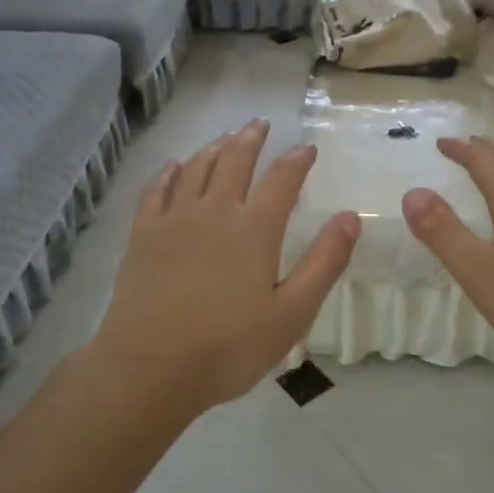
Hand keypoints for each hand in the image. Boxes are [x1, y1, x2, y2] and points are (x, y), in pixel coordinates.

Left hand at [90, 119, 359, 411]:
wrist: (149, 368)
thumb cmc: (228, 347)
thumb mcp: (292, 313)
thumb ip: (324, 262)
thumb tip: (350, 218)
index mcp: (254, 229)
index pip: (282, 179)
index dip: (297, 159)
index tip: (307, 147)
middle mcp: (214, 211)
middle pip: (235, 161)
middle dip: (251, 139)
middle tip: (260, 124)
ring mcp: (173, 220)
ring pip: (196, 168)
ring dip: (214, 147)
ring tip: (225, 137)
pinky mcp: (142, 235)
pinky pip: (156, 190)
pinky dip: (168, 172)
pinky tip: (173, 166)